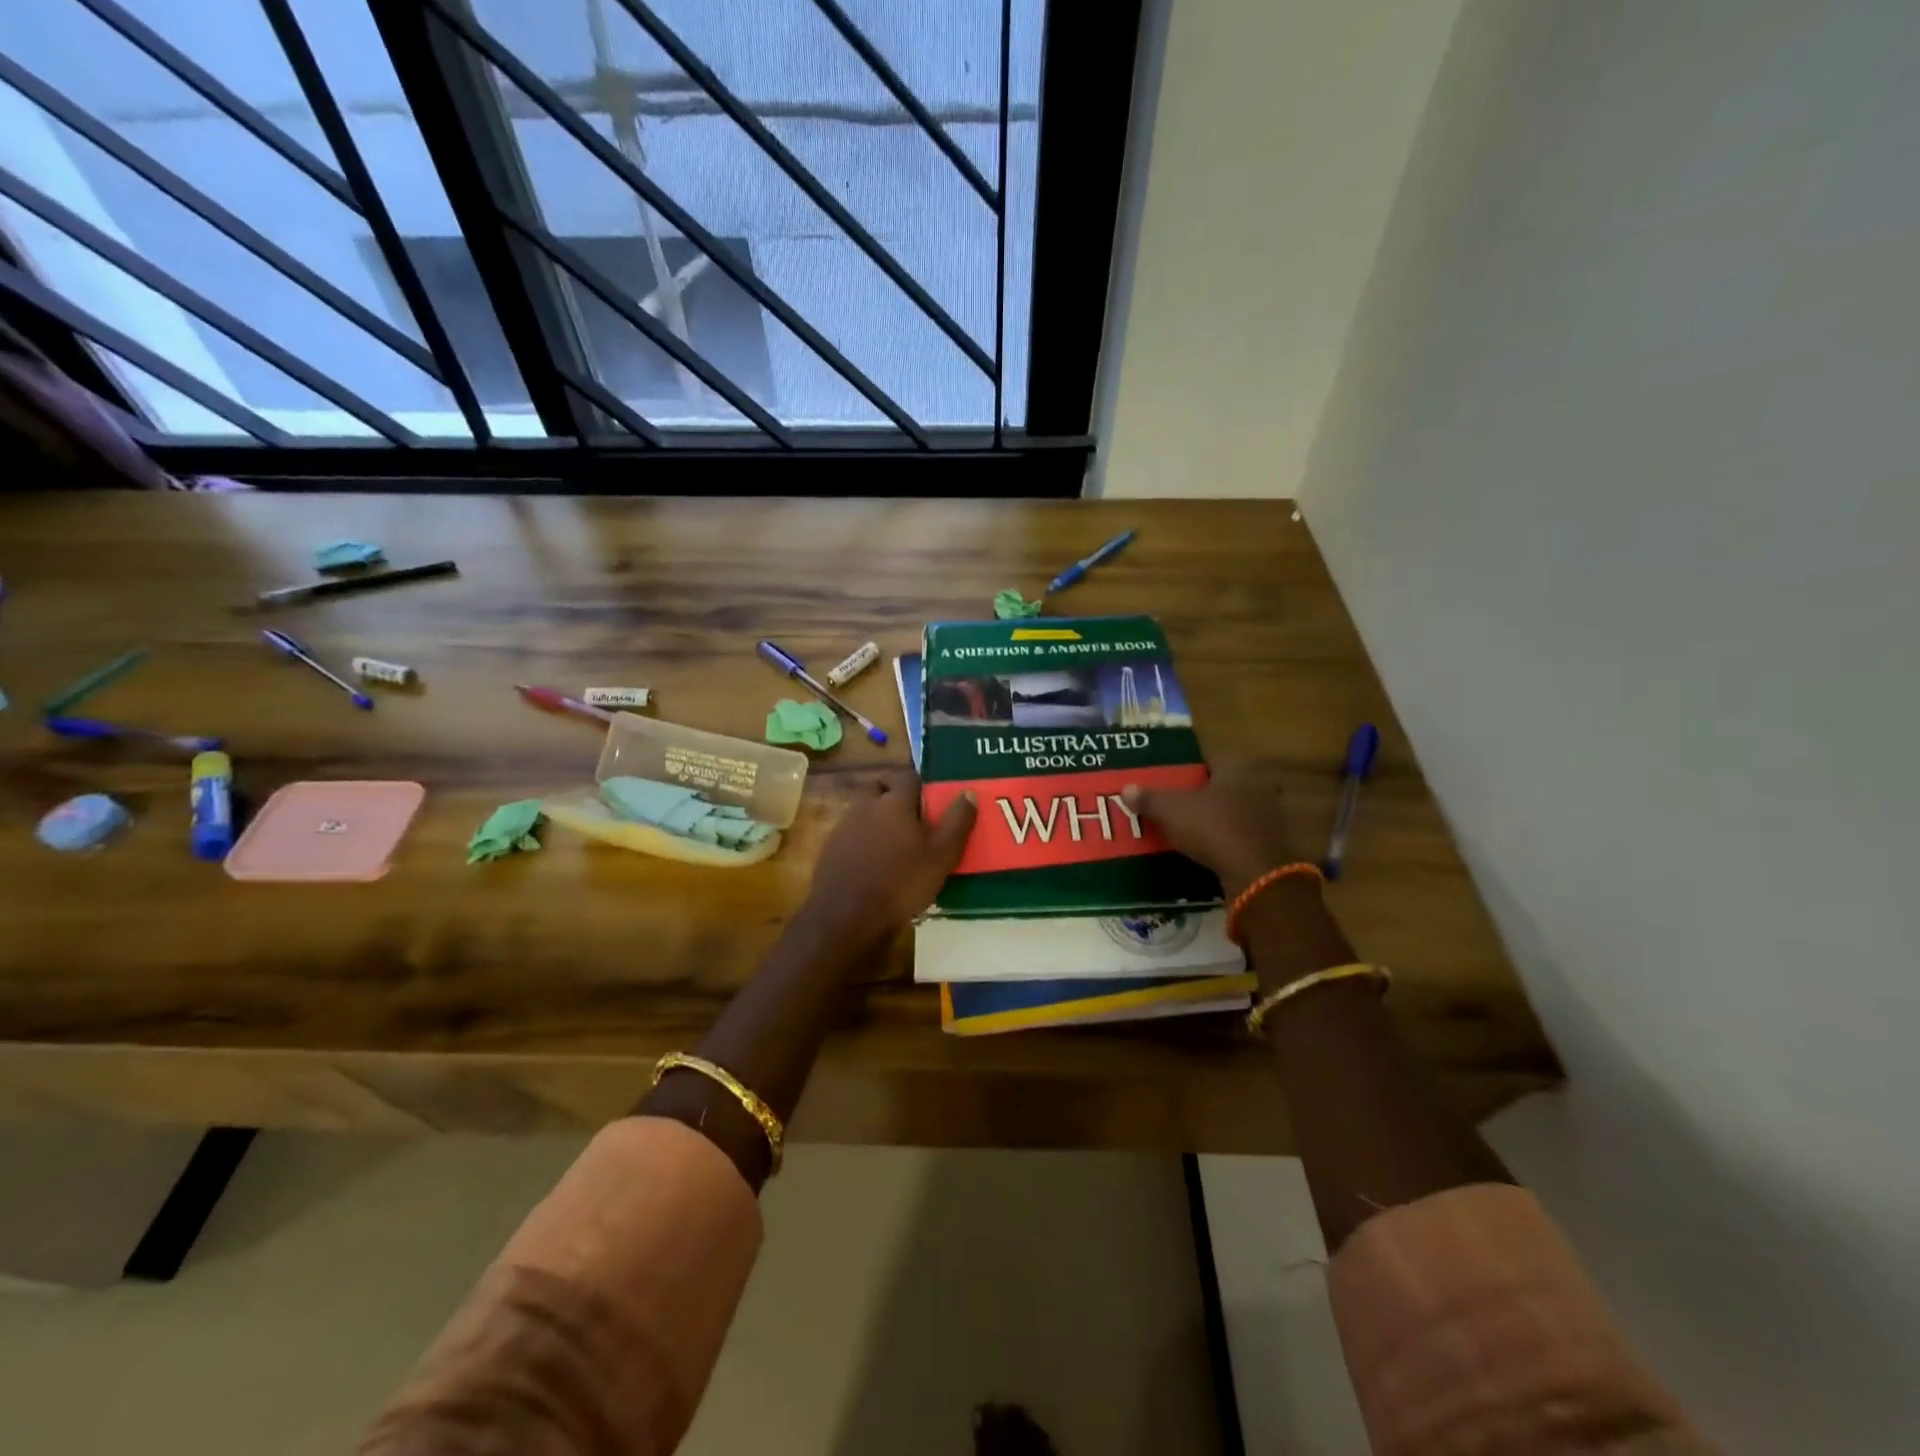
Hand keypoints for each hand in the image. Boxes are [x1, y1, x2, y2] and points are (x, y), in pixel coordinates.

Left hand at [797, 771, 976, 945]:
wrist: (847, 917)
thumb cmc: (902, 883)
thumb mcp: (941, 856)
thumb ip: (957, 822)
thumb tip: (969, 792)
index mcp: (894, 802)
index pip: (910, 777)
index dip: (924, 787)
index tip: (934, 802)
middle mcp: (865, 806)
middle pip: (881, 789)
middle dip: (895, 798)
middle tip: (913, 821)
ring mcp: (843, 827)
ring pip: (863, 811)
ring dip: (877, 819)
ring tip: (895, 844)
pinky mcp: (830, 849)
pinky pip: (850, 835)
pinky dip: (862, 841)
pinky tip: (873, 863)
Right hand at [1121, 764, 1311, 896]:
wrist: (1256, 875)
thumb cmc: (1213, 828)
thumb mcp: (1172, 811)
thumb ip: (1150, 799)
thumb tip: (1126, 788)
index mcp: (1236, 768)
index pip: (1209, 760)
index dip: (1188, 770)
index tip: (1170, 781)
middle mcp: (1257, 786)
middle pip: (1222, 786)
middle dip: (1200, 795)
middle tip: (1174, 805)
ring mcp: (1268, 816)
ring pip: (1232, 811)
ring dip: (1213, 819)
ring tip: (1186, 829)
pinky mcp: (1270, 844)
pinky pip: (1240, 835)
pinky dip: (1225, 840)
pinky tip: (1206, 850)